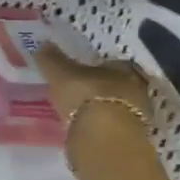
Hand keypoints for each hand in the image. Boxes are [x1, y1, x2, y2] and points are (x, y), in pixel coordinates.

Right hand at [36, 42, 153, 131]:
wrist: (104, 137)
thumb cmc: (86, 96)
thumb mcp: (61, 74)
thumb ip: (52, 59)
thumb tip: (42, 43)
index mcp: (123, 68)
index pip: (111, 63)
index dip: (96, 67)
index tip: (80, 72)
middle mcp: (136, 88)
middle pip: (117, 84)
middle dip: (100, 87)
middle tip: (80, 92)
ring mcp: (136, 114)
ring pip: (116, 105)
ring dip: (101, 107)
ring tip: (80, 112)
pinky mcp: (130, 137)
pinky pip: (112, 125)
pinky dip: (100, 125)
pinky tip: (85, 128)